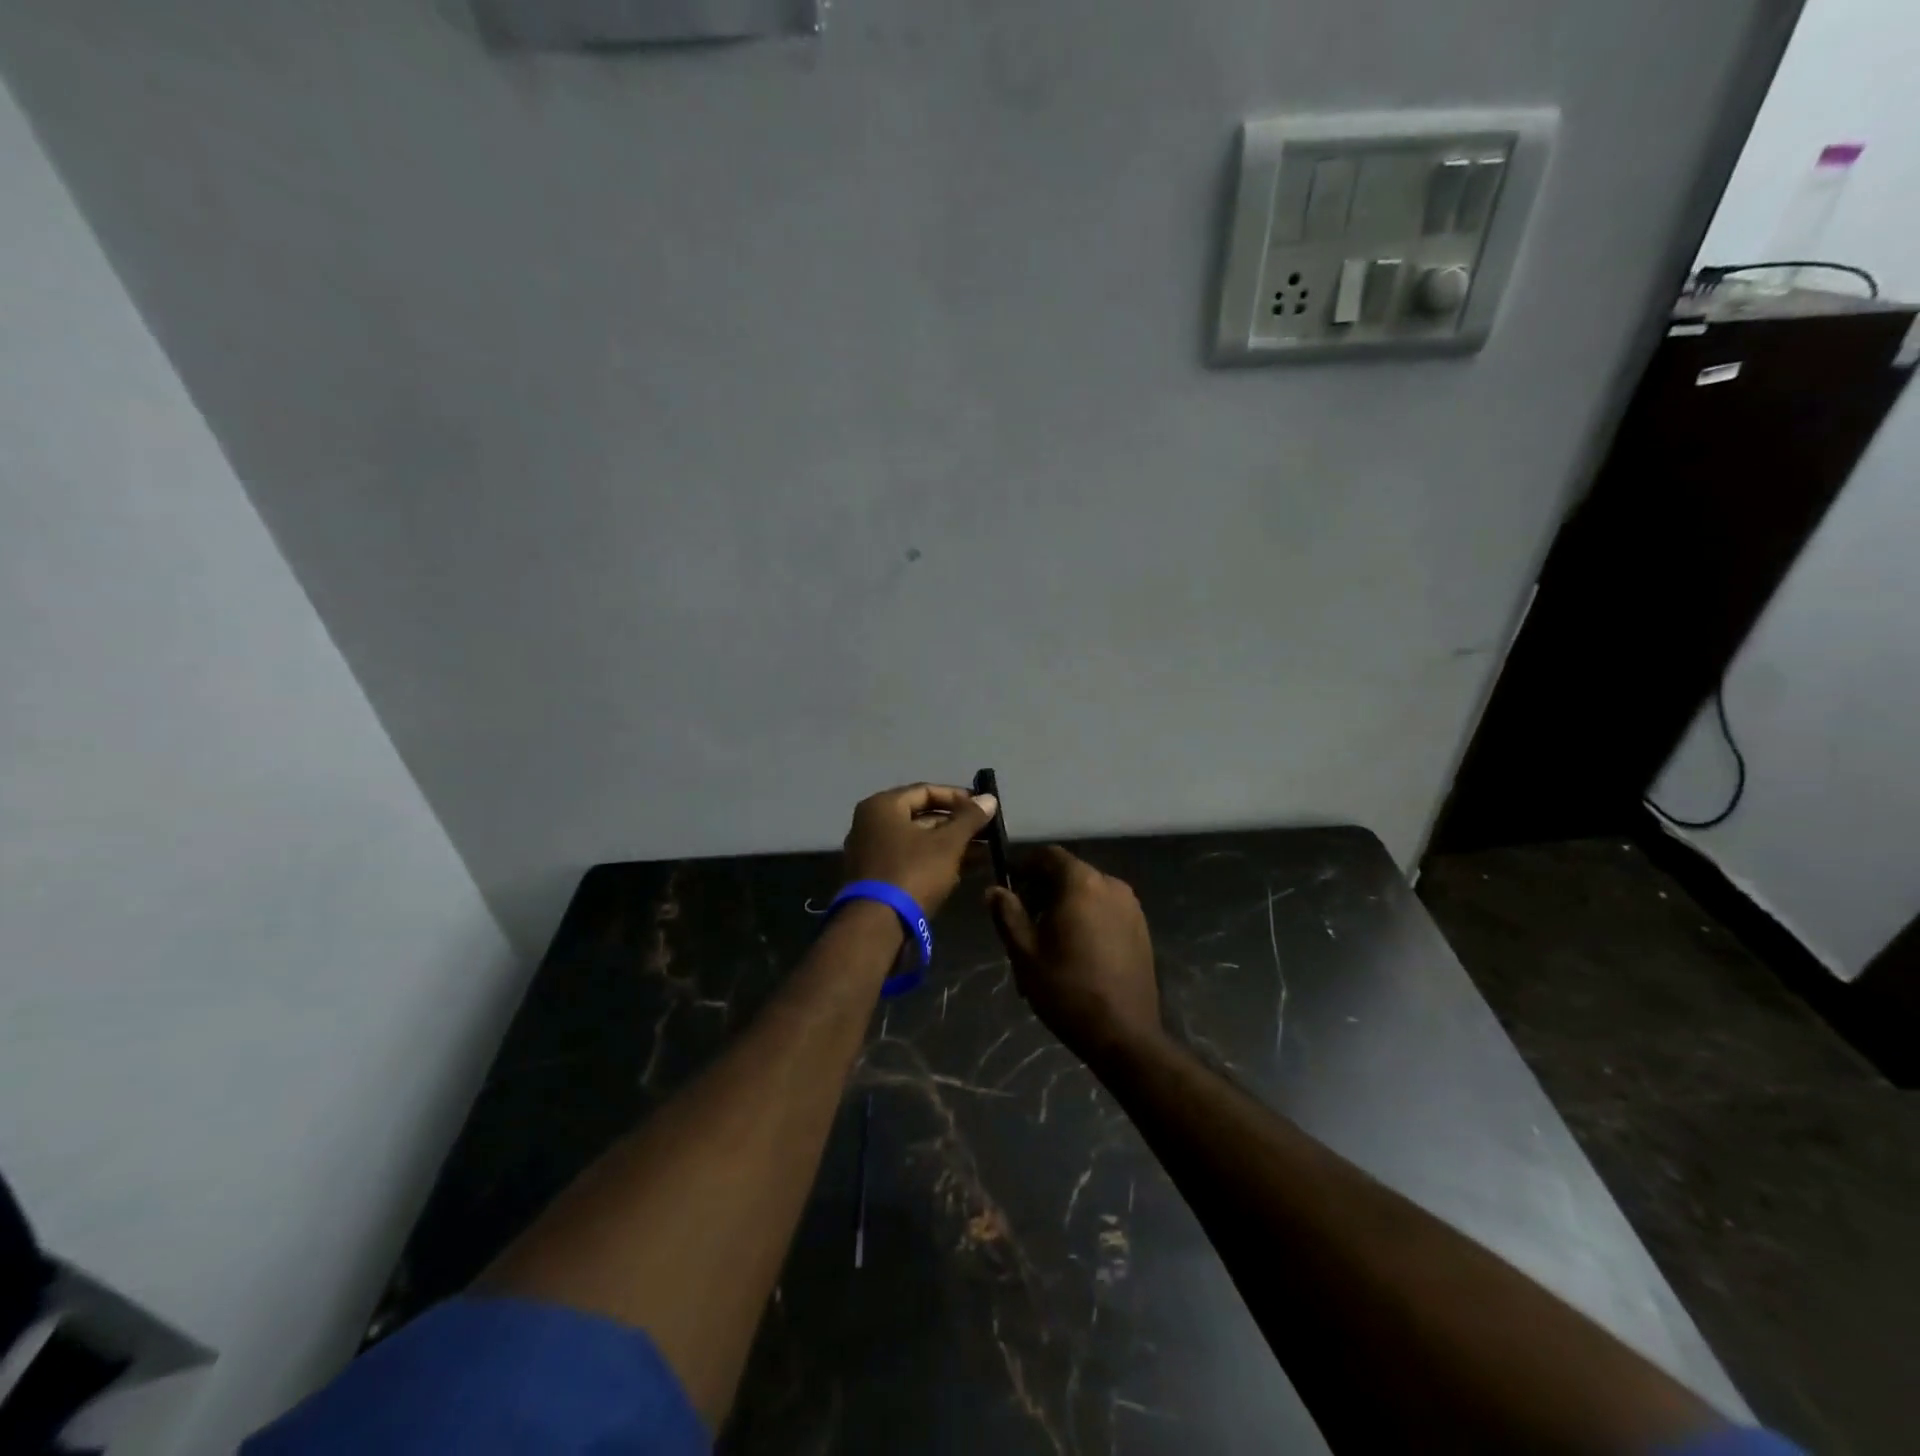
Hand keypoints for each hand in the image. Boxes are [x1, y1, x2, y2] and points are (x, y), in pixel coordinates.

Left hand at [842, 783, 998, 917]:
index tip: (983, 808)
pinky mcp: (877, 878)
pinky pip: (911, 860)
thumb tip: (990, 798)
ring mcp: (872, 852)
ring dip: (952, 845)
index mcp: (882, 806)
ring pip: (919, 841)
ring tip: (986, 852)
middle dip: (958, 825)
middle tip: (988, 832)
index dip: (958, 798)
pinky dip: (936, 861)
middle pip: (922, 816)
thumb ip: (969, 819)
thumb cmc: (912, 872)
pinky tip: (966, 869)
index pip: (926, 791)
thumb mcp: (947, 844)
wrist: (876, 925)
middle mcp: (871, 824)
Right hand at [986, 846, 1161, 1062]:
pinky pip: (1107, 909)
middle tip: (1022, 917)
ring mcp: (1131, 907)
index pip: (1048, 855)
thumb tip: (994, 890)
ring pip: (1089, 892)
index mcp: (1081, 883)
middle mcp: (1111, 885)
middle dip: (1043, 888)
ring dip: (1065, 903)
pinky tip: (1075, 948)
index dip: (1024, 865)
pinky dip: (1087, 916)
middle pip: (1070, 872)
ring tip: (1046, 938)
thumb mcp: (1024, 952)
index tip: (1008, 884)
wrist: (1124, 1034)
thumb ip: (1007, 914)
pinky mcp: (1142, 929)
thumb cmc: (1067, 989)